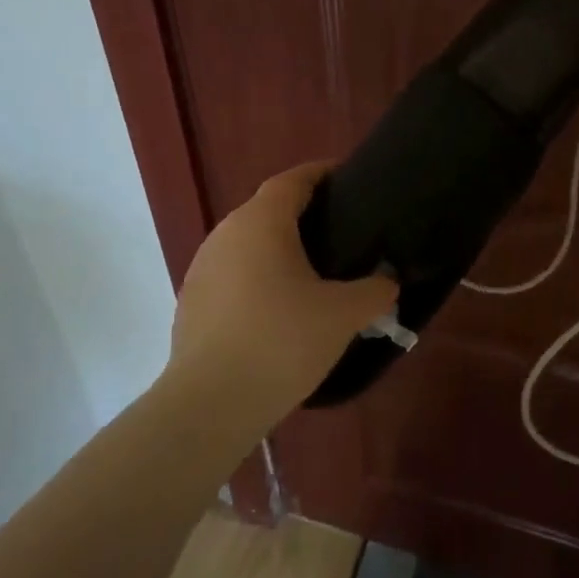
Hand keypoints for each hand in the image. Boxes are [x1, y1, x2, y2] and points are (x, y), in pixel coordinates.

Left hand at [168, 162, 398, 417]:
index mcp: (261, 222)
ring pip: (248, 243)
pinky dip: (257, 277)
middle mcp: (226, 233)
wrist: (210, 404)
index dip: (320, 173)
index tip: (346, 178)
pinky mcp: (191, 300)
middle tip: (339, 232)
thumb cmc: (282, 342)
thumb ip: (375, 291)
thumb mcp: (343, 315)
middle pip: (268, 209)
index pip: (292, 180)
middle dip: (302, 213)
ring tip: (311, 272)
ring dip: (278, 248)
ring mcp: (203, 267)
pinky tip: (277, 309)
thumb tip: (387, 282)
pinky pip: (232, 273)